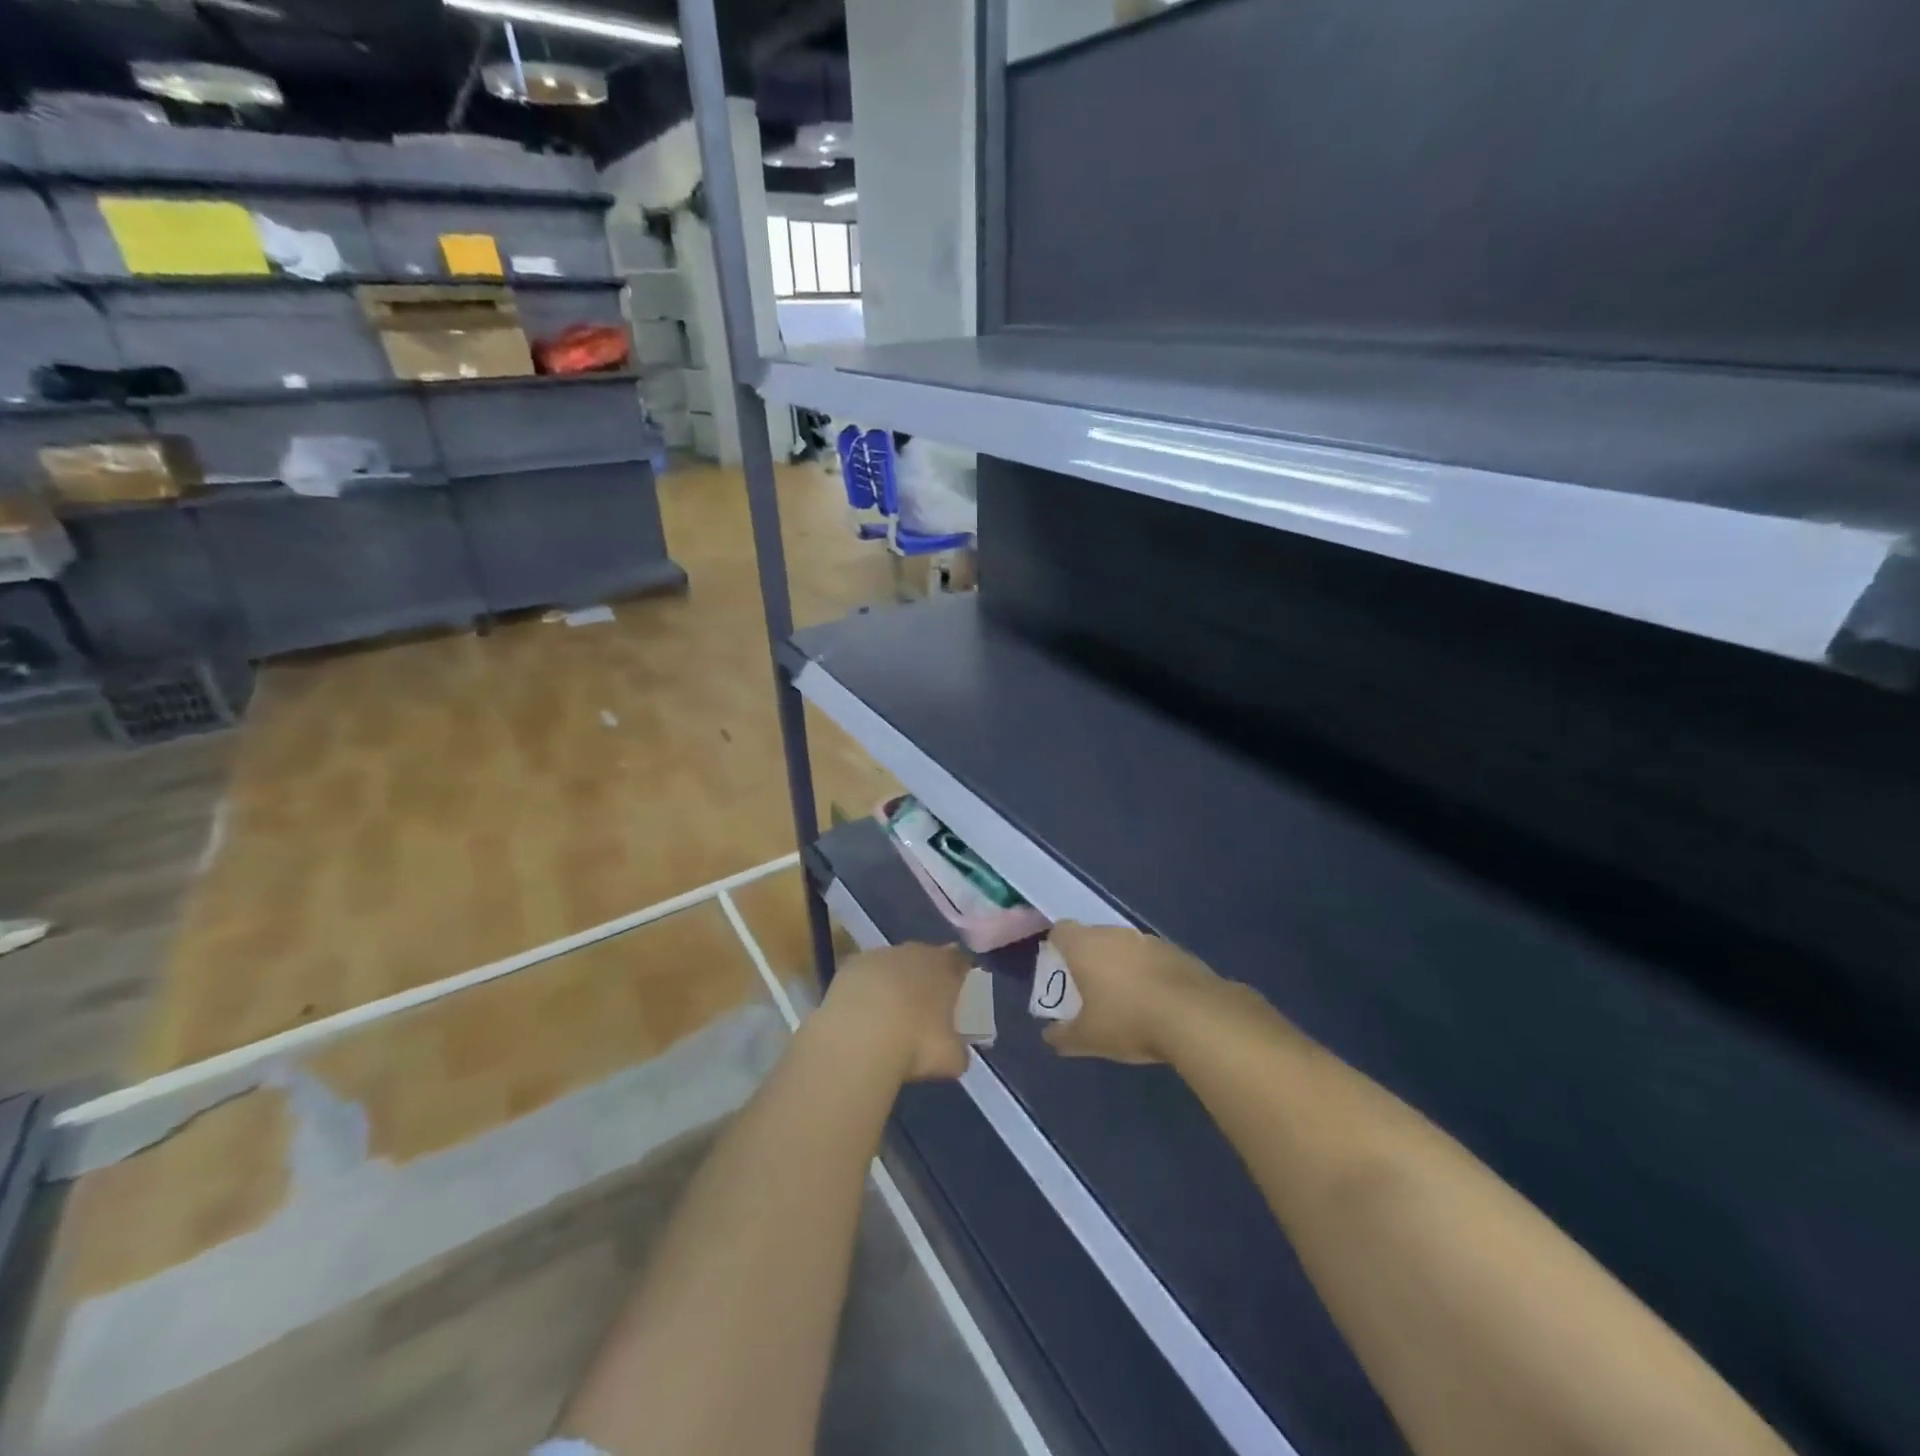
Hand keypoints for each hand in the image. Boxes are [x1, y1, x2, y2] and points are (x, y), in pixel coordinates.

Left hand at [817, 942, 971, 1081]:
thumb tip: (956, 1053)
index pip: (958, 959)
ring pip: (892, 963)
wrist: (860, 1039)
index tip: (957, 985)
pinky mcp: (850, 966)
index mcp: (944, 968)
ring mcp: (879, 956)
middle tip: (922, 1002)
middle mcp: (914, 953)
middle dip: (924, 974)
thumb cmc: (916, 1044)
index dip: (959, 971)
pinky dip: (865, 989)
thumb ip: (957, 1050)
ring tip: (888, 1011)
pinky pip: (864, 974)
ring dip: (892, 981)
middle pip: (924, 956)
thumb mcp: (950, 1059)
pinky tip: (861, 1012)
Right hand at [1042, 922, 1232, 1064]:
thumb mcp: (1088, 1038)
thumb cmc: (1128, 1020)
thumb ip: (1063, 1036)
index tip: (1059, 970)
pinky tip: (1155, 1002)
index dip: (1056, 947)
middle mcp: (1114, 934)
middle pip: (1093, 937)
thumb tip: (1050, 1036)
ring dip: (1120, 965)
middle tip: (1089, 990)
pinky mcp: (1176, 951)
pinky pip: (1151, 958)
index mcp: (1085, 946)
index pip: (1061, 931)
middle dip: (1089, 959)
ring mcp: (1148, 940)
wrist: (1195, 1016)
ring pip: (1124, 946)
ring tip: (1124, 998)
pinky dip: (1148, 973)